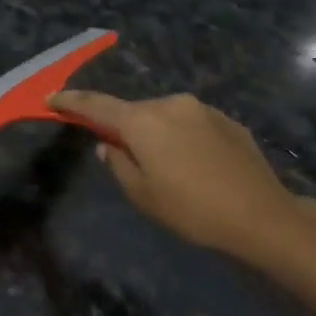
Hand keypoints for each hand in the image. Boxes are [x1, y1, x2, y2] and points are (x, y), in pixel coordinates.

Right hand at [50, 90, 312, 269]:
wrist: (262, 216)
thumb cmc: (192, 210)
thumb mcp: (143, 195)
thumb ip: (118, 164)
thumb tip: (108, 145)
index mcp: (142, 121)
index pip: (97, 105)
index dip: (71, 101)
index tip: (52, 98)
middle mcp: (169, 104)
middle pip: (134, 112)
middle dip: (124, 128)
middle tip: (125, 157)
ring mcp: (202, 109)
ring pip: (164, 117)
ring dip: (157, 134)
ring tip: (168, 168)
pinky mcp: (227, 120)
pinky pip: (191, 123)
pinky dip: (183, 138)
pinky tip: (196, 166)